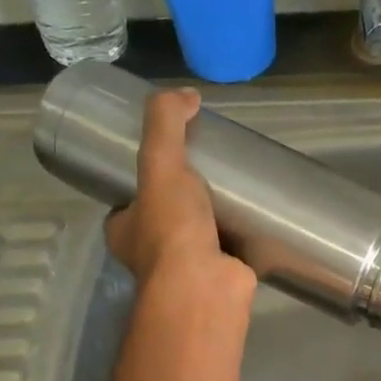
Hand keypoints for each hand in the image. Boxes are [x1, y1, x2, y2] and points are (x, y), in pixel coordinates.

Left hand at [104, 88, 253, 298]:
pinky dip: (239, 240)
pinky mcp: (217, 279)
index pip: (128, 202)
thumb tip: (187, 94)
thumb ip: (166, 123)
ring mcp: (184, 271)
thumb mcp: (160, 162)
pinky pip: (227, 253)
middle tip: (209, 173)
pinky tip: (257, 221)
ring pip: (196, 238)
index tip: (167, 163)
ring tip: (237, 191)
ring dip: (212, 221)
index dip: (142, 184)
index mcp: (124, 231)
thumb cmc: (172, 228)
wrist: (205, 286)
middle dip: (181, 201)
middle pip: (163, 219)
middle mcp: (148, 255)